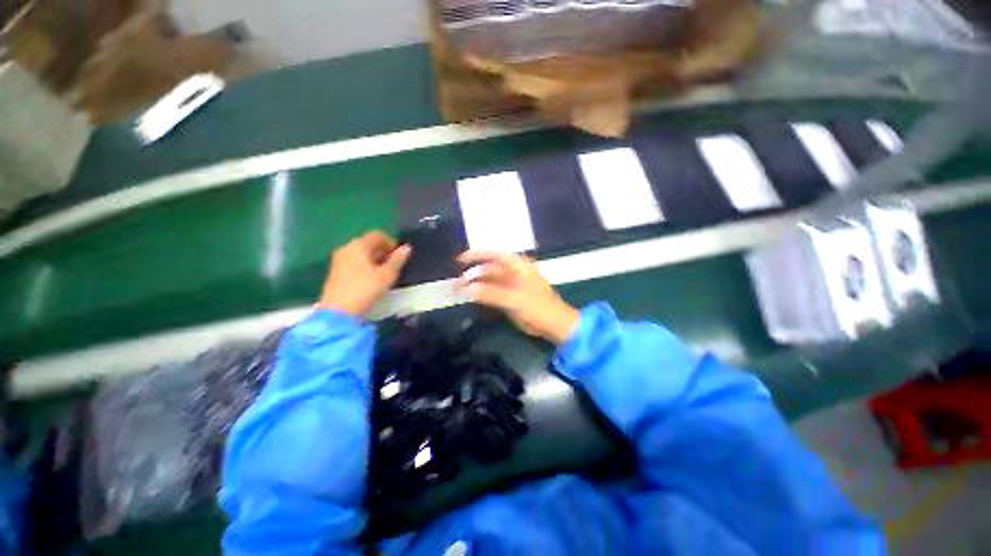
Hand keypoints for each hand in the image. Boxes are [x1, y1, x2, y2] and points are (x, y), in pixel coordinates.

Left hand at [318, 231, 411, 317]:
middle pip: (368, 242)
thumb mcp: (387, 275)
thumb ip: (398, 260)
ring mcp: (338, 259)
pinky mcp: (335, 271)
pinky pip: (354, 261)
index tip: (399, 255)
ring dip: (374, 258)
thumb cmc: (366, 289)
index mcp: (359, 245)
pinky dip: (364, 264)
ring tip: (384, 272)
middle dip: (382, 250)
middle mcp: (346, 248)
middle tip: (394, 263)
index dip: (391, 242)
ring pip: (360, 252)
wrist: (338, 311)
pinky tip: (371, 277)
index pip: (377, 235)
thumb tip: (407, 247)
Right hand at [458, 251, 580, 344]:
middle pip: (490, 268)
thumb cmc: (537, 307)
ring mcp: (512, 284)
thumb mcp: (513, 299)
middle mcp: (514, 272)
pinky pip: (493, 292)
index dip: (476, 255)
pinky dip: (483, 294)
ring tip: (461, 289)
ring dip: (477, 284)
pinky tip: (472, 297)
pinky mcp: (510, 297)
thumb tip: (467, 289)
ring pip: (490, 280)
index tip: (459, 260)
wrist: (554, 324)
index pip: (494, 254)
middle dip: (473, 273)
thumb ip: (490, 293)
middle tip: (458, 281)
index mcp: (518, 266)